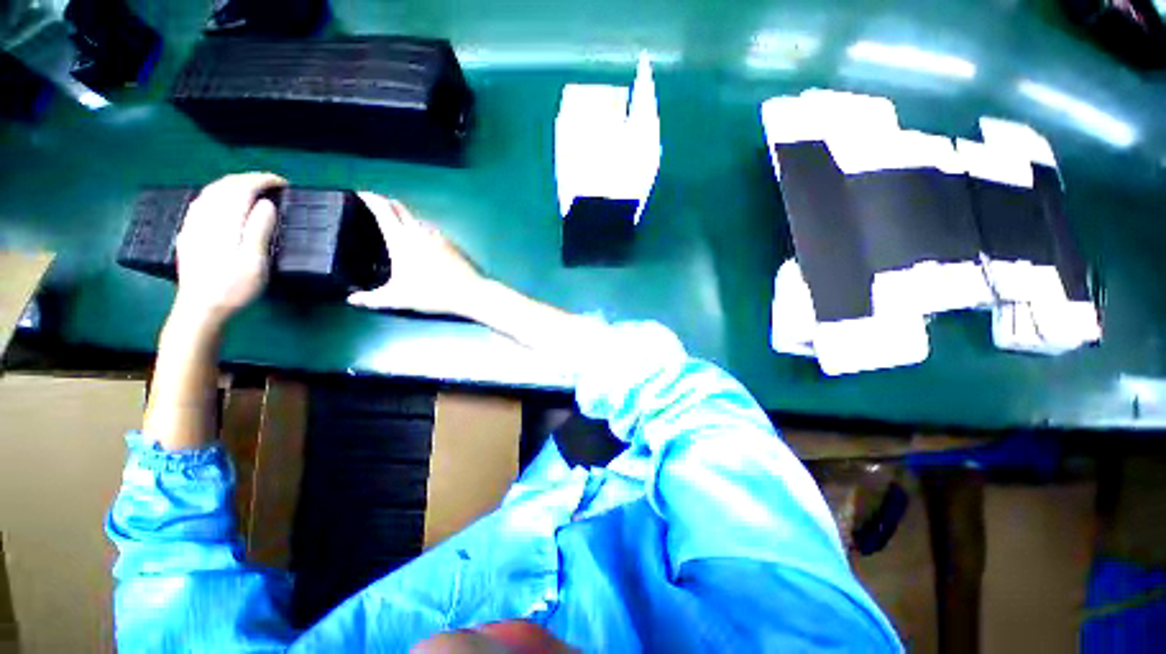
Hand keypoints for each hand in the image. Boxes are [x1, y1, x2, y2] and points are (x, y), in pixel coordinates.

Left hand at [172, 172, 285, 329]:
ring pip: (211, 190)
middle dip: (249, 179)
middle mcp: (205, 216)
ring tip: (252, 188)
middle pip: (225, 185)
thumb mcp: (255, 261)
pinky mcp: (188, 232)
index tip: (283, 184)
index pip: (242, 188)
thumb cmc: (234, 287)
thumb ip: (259, 229)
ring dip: (233, 184)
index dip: (263, 181)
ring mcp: (193, 223)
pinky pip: (201, 201)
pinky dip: (217, 193)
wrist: (200, 308)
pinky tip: (223, 200)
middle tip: (272, 184)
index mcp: (224, 221)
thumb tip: (266, 203)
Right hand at [347, 193, 485, 315]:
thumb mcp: (398, 298)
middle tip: (375, 207)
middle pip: (400, 208)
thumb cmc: (432, 293)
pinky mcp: (451, 242)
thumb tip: (353, 300)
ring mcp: (438, 236)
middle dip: (386, 203)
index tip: (360, 193)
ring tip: (396, 227)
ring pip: (416, 219)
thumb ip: (373, 299)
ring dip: (404, 217)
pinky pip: (430, 230)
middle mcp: (419, 231)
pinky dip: (420, 230)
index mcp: (402, 239)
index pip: (383, 210)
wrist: (469, 293)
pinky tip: (420, 243)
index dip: (370, 198)